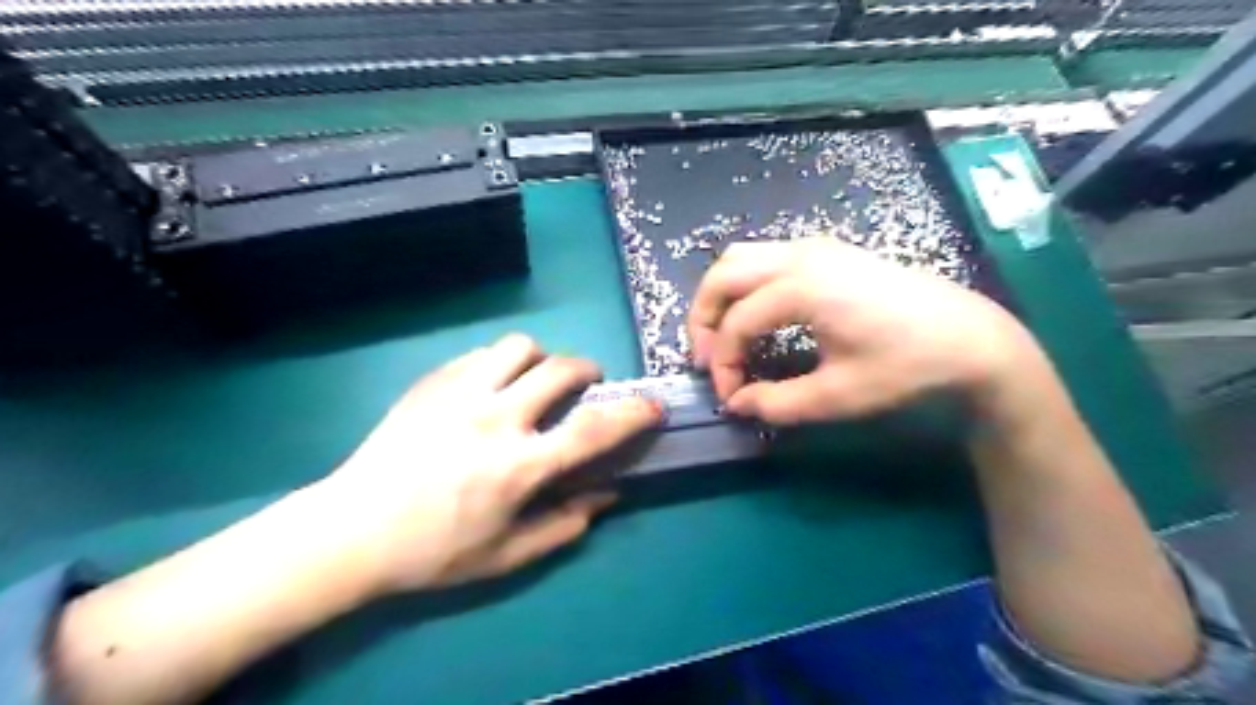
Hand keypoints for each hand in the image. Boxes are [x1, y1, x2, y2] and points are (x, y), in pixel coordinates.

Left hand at [318, 337, 661, 595]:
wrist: (352, 530)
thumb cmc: (433, 551)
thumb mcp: (506, 556)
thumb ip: (563, 525)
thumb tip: (606, 496)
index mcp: (518, 466)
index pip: (591, 430)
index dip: (631, 414)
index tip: (652, 405)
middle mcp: (495, 419)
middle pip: (560, 369)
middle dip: (587, 370)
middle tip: (586, 385)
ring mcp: (459, 394)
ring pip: (519, 347)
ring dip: (540, 360)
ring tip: (534, 380)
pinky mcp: (432, 383)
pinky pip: (480, 354)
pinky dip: (500, 364)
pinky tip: (490, 387)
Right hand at [690, 238, 1034, 423]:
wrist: (970, 338)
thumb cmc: (906, 367)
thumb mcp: (837, 396)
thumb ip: (776, 403)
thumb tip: (737, 404)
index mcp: (800, 287)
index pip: (737, 325)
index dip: (723, 364)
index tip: (729, 397)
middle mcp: (799, 255)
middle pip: (722, 275)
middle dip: (704, 319)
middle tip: (707, 359)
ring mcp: (813, 247)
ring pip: (740, 258)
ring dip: (721, 296)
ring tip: (724, 336)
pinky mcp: (827, 251)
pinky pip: (764, 257)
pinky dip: (745, 284)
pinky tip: (757, 315)